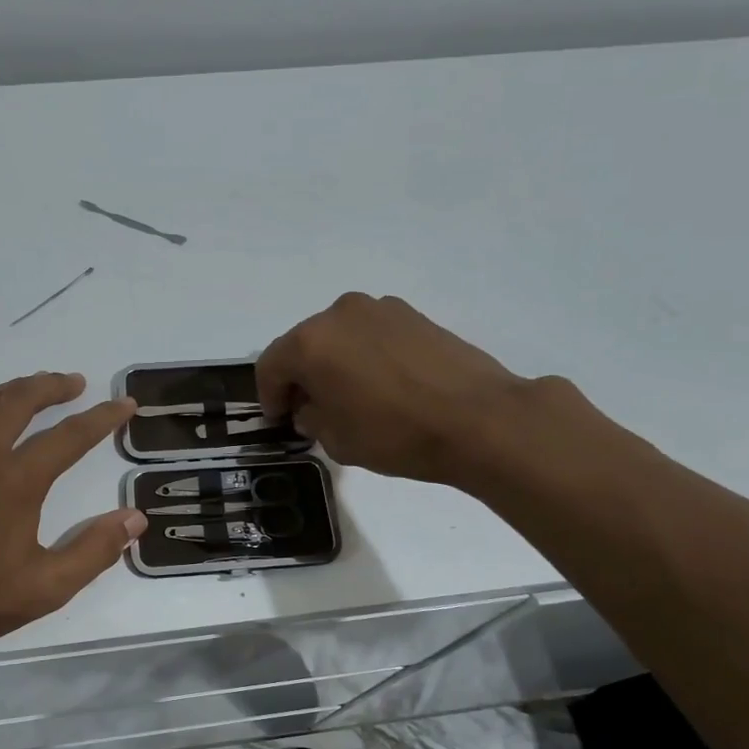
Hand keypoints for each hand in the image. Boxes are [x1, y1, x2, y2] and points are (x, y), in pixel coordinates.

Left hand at [0, 372, 145, 655]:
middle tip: (74, 383)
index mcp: (18, 481)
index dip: (103, 417)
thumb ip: (95, 550)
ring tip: (32, 389)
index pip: (71, 436)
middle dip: (52, 386)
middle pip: (20, 401)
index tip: (125, 404)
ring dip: (12, 389)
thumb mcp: (48, 587)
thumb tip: (135, 518)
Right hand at [256, 293, 542, 488]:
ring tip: (351, 396)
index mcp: (311, 342)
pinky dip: (364, 354)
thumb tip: (311, 407)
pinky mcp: (412, 314)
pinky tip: (383, 384)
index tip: (280, 419)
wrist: (479, 419)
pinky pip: (371, 334)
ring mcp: (379, 308)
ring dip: (334, 362)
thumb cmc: (396, 434)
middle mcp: (339, 314)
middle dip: (301, 376)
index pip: (271, 365)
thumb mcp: (337, 440)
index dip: (269, 396)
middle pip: (303, 344)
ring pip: (339, 336)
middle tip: (311, 408)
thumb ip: (311, 418)